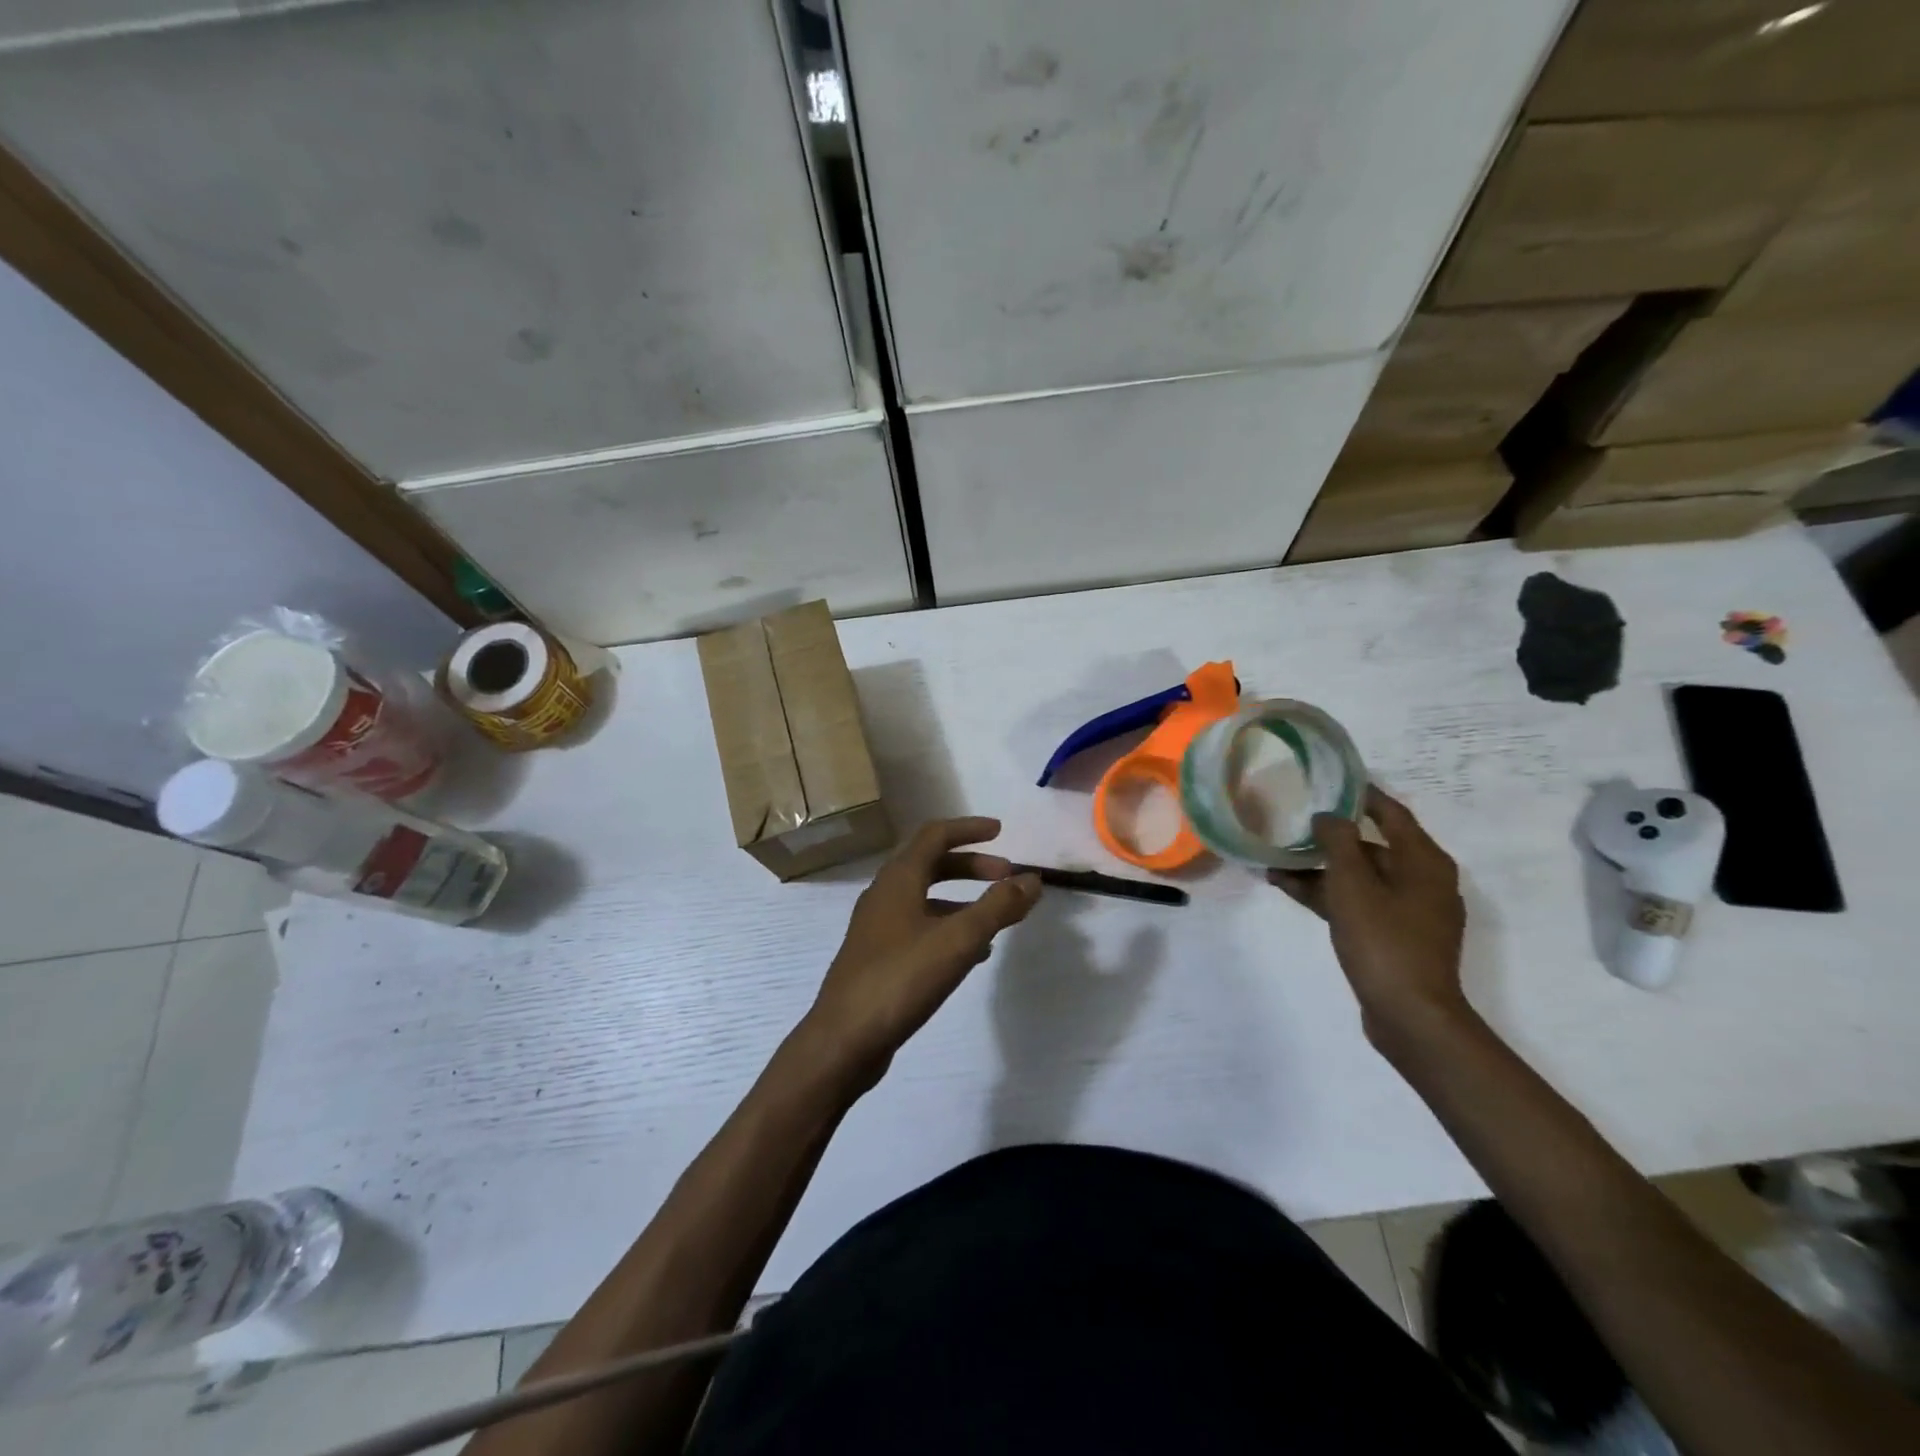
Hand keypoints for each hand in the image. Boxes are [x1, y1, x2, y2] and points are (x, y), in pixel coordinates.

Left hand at [803, 818, 1040, 1088]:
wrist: (843, 1040)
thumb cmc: (901, 979)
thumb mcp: (958, 940)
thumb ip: (998, 907)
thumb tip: (1032, 879)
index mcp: (898, 879)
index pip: (935, 835)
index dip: (969, 829)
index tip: (1001, 832)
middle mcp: (884, 895)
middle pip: (931, 864)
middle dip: (971, 866)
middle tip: (1006, 876)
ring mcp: (878, 927)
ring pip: (925, 899)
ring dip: (962, 900)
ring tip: (996, 919)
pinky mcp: (878, 957)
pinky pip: (919, 928)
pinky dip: (948, 928)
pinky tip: (971, 955)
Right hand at [1268, 785, 1471, 1055]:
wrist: (1409, 1014)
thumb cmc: (1383, 940)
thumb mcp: (1353, 884)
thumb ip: (1338, 842)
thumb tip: (1329, 817)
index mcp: (1424, 861)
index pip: (1391, 813)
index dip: (1362, 795)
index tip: (1330, 780)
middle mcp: (1423, 880)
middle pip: (1373, 846)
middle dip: (1330, 837)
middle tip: (1294, 822)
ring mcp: (1409, 911)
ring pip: (1360, 877)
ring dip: (1321, 868)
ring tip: (1277, 861)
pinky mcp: (1394, 935)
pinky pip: (1358, 902)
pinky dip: (1328, 894)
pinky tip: (1289, 888)